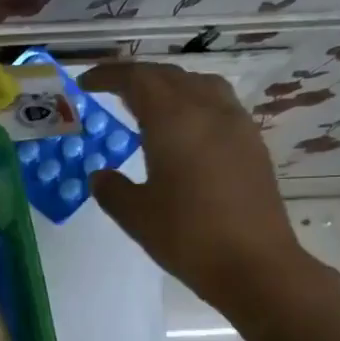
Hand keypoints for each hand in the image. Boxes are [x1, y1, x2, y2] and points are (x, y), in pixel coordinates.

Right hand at [78, 61, 325, 317]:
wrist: (255, 265)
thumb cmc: (187, 236)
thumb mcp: (136, 215)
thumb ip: (112, 189)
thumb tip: (102, 176)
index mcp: (173, 120)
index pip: (136, 79)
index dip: (108, 75)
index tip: (85, 83)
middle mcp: (207, 110)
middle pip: (168, 75)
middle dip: (136, 77)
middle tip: (110, 90)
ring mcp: (236, 125)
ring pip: (199, 84)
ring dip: (169, 85)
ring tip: (149, 104)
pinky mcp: (251, 144)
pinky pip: (218, 104)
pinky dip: (192, 103)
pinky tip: (183, 130)